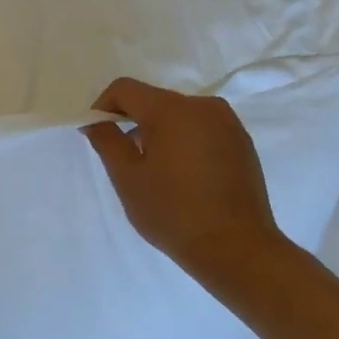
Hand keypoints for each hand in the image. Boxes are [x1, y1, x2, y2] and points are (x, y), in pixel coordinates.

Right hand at [83, 78, 288, 281]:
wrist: (237, 249)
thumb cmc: (173, 212)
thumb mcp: (126, 177)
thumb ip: (106, 140)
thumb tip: (96, 121)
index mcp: (172, 110)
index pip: (125, 89)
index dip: (104, 107)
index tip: (98, 134)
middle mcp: (203, 106)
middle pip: (153, 99)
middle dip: (132, 120)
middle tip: (123, 157)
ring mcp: (228, 123)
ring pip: (178, 114)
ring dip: (158, 130)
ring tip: (154, 168)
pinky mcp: (242, 142)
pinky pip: (201, 128)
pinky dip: (183, 140)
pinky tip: (181, 174)